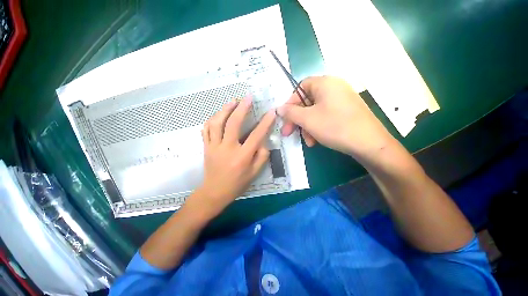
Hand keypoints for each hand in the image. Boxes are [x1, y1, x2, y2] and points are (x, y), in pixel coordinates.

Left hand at [186, 97, 275, 219]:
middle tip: (247, 97)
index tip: (271, 112)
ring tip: (233, 101)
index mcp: (242, 157)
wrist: (215, 192)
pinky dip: (212, 119)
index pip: (256, 136)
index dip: (265, 123)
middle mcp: (228, 148)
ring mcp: (214, 146)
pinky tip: (218, 114)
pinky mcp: (206, 147)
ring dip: (225, 110)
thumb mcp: (255, 173)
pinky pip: (206, 129)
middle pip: (233, 123)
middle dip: (242, 108)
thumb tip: (263, 141)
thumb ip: (262, 156)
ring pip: (217, 123)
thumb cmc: (237, 184)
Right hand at [278, 76, 394, 162]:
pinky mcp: (346, 112)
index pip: (300, 88)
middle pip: (307, 102)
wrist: (369, 143)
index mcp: (325, 83)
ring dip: (307, 127)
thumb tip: (279, 108)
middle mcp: (334, 88)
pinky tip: (316, 140)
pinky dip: (317, 128)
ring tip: (308, 141)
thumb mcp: (307, 119)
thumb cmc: (334, 126)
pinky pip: (325, 117)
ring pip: (315, 112)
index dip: (290, 103)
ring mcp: (341, 100)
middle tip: (289, 133)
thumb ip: (290, 112)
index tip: (285, 117)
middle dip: (297, 119)